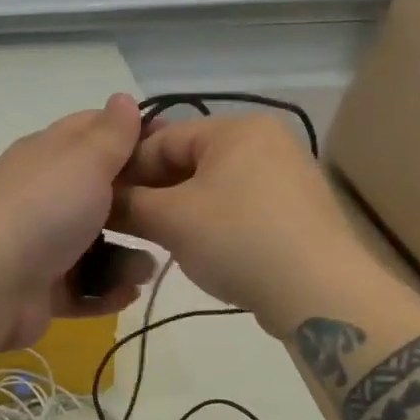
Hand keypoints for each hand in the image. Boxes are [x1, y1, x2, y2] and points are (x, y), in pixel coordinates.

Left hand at [0, 93, 156, 350]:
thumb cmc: (44, 210)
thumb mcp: (85, 160)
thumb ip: (111, 133)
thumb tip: (123, 99)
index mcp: (46, 155)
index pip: (91, 132)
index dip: (132, 134)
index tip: (172, 147)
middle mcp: (40, 195)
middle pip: (97, 193)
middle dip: (136, 206)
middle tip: (169, 215)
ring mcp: (38, 244)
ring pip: (93, 245)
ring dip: (125, 258)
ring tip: (145, 270)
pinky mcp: (40, 288)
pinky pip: (82, 288)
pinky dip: (105, 292)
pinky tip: (128, 293)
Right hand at [112, 114, 358, 329]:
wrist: (319, 291)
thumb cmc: (239, 240)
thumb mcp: (172, 220)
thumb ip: (129, 205)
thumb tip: (100, 203)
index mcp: (237, 128)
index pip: (163, 138)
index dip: (127, 169)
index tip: (101, 201)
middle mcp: (266, 141)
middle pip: (191, 161)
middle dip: (155, 191)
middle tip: (127, 224)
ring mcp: (287, 176)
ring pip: (215, 186)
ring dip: (181, 210)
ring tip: (158, 239)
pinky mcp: (297, 211)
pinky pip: (241, 207)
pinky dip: (214, 223)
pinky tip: (201, 249)